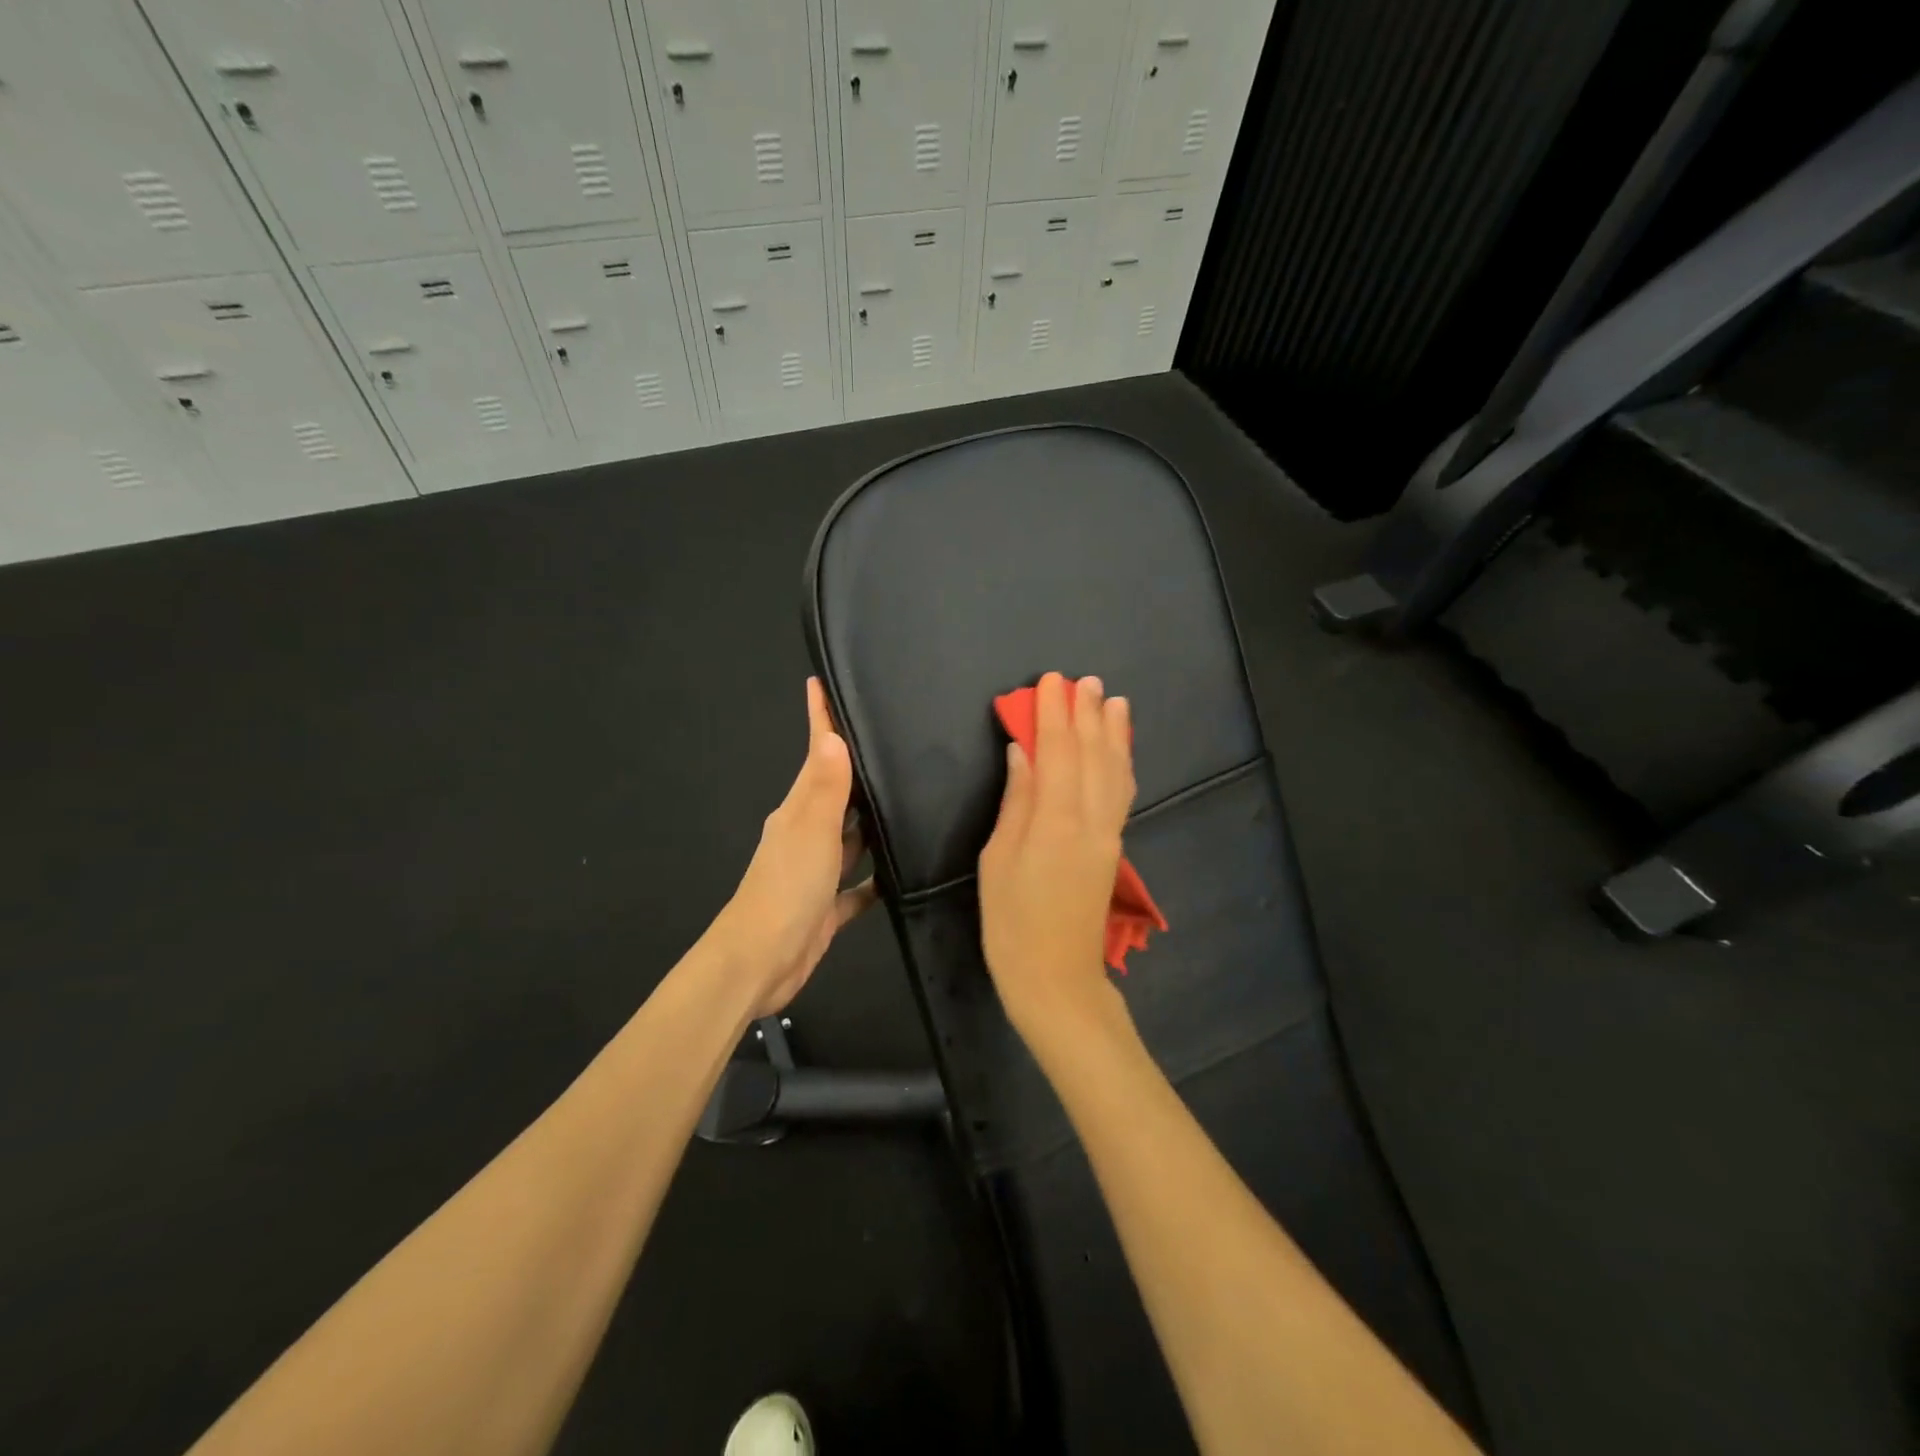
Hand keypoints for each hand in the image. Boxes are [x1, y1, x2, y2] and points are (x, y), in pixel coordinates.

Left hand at [715, 679, 877, 1017]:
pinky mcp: (828, 905)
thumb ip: (827, 788)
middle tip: (893, 739)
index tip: (823, 684)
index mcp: (799, 810)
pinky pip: (859, 885)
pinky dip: (878, 877)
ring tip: (911, 797)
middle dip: (858, 767)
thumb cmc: (786, 889)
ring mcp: (817, 870)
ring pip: (851, 837)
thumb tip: (834, 736)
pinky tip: (906, 871)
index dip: (819, 719)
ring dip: (873, 821)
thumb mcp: (811, 832)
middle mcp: (807, 833)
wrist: (760, 962)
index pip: (814, 753)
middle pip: (836, 791)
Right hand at [978, 673, 1138, 1054]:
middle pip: (1092, 755)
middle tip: (1085, 680)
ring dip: (1113, 733)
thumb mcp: (998, 860)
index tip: (1052, 682)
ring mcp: (1108, 834)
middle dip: (1087, 714)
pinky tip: (1120, 751)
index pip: (1057, 752)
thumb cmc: (1012, 923)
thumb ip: (1017, 802)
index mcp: (1056, 821)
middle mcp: (1091, 820)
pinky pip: (1122, 794)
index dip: (1054, 714)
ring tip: (1114, 701)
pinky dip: (1122, 764)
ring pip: (1115, 771)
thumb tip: (1023, 752)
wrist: (1057, 979)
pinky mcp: (1114, 848)